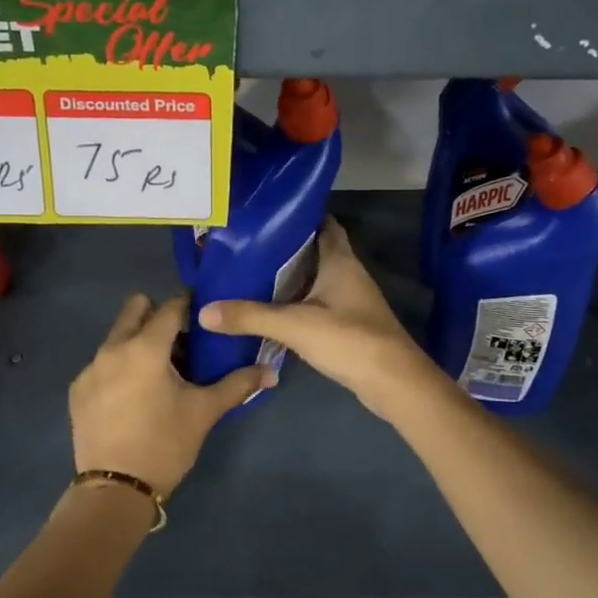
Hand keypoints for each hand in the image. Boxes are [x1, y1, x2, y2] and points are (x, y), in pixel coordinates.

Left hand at [69, 293, 273, 497]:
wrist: (116, 489)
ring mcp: (90, 368)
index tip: (203, 322)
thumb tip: (271, 371)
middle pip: (135, 309)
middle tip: (179, 343)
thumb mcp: (204, 412)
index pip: (170, 307)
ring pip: (117, 336)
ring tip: (158, 375)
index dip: (190, 308)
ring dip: (138, 342)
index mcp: (145, 347)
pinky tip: (132, 397)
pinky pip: (102, 362)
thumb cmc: (165, 444)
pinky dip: (119, 367)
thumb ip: (238, 384)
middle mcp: (113, 348)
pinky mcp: (78, 389)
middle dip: (158, 316)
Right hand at [197, 219, 445, 419]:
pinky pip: (317, 304)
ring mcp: (350, 301)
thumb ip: (250, 317)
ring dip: (289, 277)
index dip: (298, 216)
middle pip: (315, 251)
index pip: (323, 224)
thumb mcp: (294, 325)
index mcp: (340, 260)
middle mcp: (348, 274)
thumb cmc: (349, 339)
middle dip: (284, 248)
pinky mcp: (348, 325)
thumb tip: (204, 312)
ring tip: (249, 275)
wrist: (393, 382)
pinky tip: (271, 311)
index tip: (265, 215)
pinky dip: (296, 303)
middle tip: (246, 247)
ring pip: (315, 279)